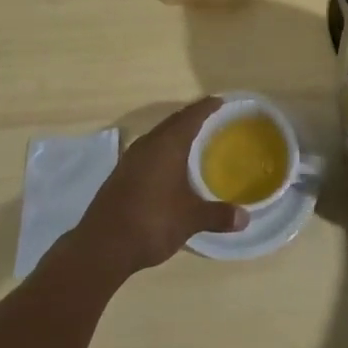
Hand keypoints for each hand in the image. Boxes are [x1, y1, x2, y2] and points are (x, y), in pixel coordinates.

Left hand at [72, 98, 246, 277]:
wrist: (102, 246)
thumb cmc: (151, 222)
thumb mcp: (190, 219)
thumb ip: (218, 215)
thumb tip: (245, 218)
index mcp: (167, 145)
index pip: (191, 116)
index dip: (206, 107)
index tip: (220, 101)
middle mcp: (148, 144)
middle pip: (173, 122)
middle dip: (191, 118)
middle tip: (211, 118)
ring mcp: (130, 159)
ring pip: (158, 136)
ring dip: (174, 134)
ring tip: (192, 139)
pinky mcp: (120, 174)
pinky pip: (148, 151)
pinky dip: (162, 150)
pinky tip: (168, 166)